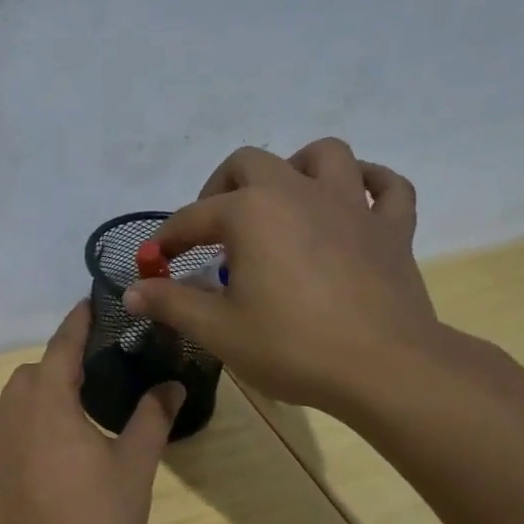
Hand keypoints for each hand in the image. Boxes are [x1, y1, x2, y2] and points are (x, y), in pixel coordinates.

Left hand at [0, 303, 184, 523]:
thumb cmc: (96, 521)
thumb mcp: (134, 468)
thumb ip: (151, 419)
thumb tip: (172, 386)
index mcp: (47, 401)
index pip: (62, 346)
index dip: (76, 323)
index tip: (86, 305)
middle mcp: (5, 414)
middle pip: (30, 378)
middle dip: (55, 375)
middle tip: (86, 395)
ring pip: (5, 411)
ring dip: (30, 411)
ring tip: (58, 440)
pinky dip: (10, 448)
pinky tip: (31, 479)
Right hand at [121, 139, 441, 418]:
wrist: (383, 368)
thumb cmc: (292, 346)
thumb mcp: (217, 330)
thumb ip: (171, 303)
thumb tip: (132, 290)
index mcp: (250, 213)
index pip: (193, 217)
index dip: (167, 240)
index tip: (155, 264)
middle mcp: (298, 192)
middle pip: (249, 164)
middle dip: (221, 189)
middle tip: (213, 230)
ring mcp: (351, 205)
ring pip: (324, 155)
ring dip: (296, 169)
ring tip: (282, 202)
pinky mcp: (391, 228)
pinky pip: (388, 187)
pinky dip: (369, 186)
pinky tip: (354, 202)